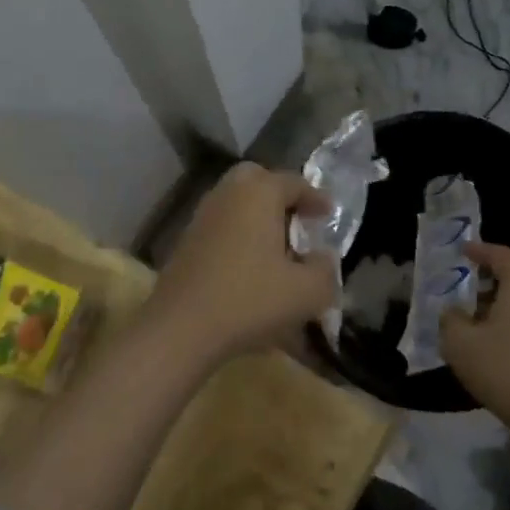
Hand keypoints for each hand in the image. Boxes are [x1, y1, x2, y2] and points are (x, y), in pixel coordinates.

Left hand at [140, 162, 338, 373]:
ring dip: (258, 217)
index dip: (316, 198)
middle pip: (257, 181)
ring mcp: (202, 216)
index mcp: (259, 193)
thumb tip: (322, 259)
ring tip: (278, 248)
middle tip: (298, 220)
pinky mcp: (185, 242)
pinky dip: (239, 236)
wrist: (181, 328)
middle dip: (280, 196)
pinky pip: (221, 226)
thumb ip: (325, 270)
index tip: (328, 214)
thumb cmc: (250, 300)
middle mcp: (228, 194)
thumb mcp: (307, 292)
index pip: (294, 182)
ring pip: (236, 204)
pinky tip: (251, 266)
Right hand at [441, 242, 509, 438]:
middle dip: (503, 263)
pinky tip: (498, 328)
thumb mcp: (460, 343)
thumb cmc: (504, 368)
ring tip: (481, 304)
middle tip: (478, 272)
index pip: (499, 254)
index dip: (478, 250)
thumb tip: (454, 311)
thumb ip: (450, 319)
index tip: (462, 250)